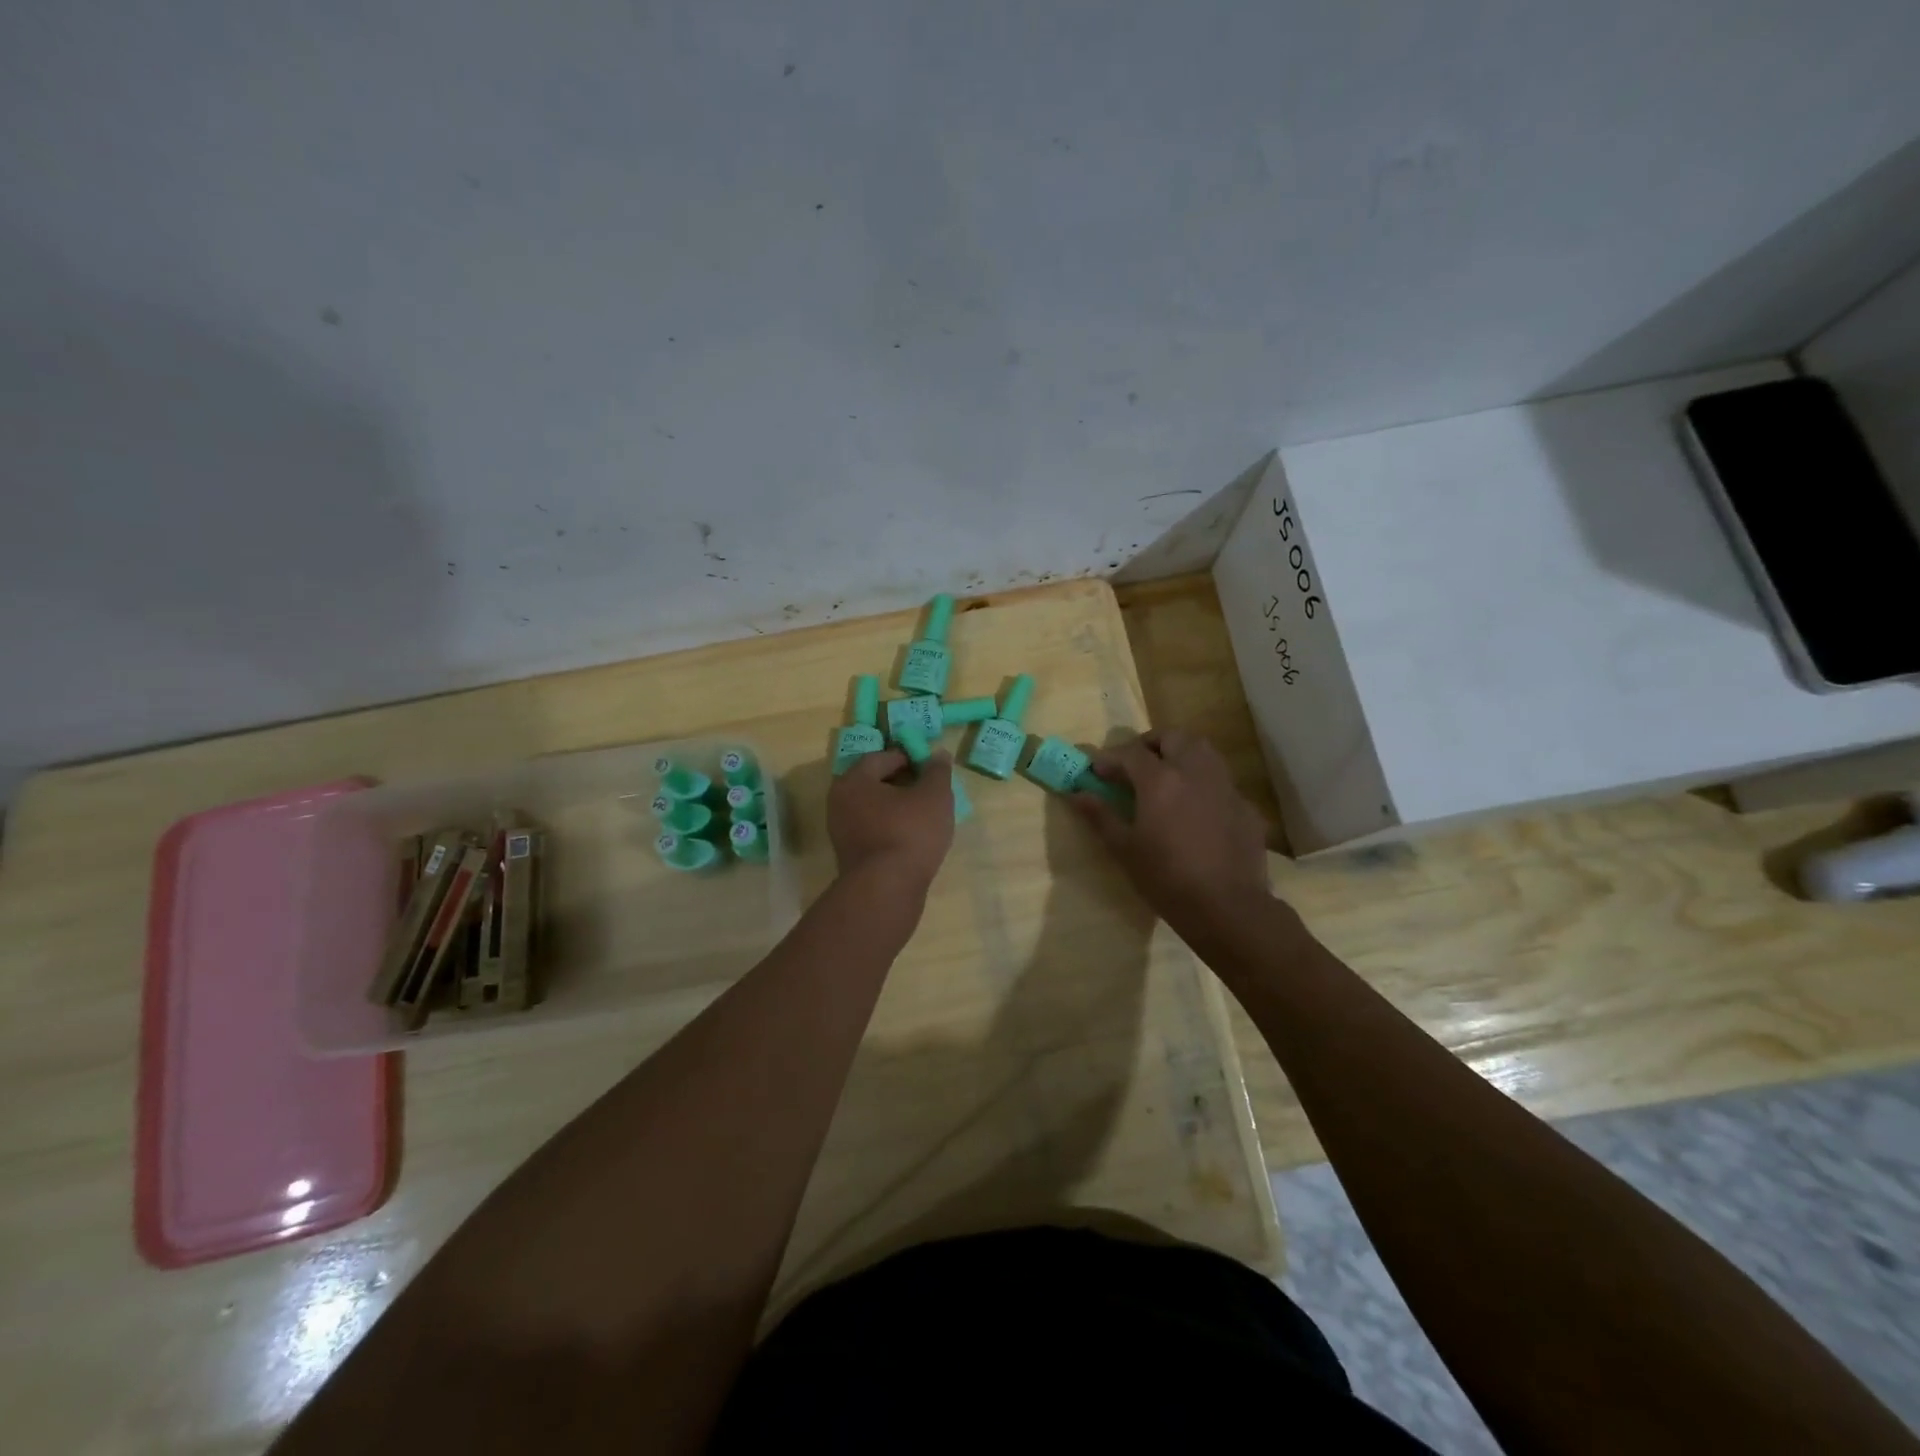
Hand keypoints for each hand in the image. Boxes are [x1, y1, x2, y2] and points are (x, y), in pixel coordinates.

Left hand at [827, 748, 955, 890]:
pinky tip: (912, 838)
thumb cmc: (910, 832)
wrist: (887, 890)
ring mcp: (841, 831)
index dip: (908, 758)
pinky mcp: (849, 855)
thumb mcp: (934, 796)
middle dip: (902, 783)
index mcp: (854, 780)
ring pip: (873, 809)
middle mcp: (839, 802)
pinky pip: (872, 831)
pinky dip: (890, 829)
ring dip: (897, 808)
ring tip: (925, 815)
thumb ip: (937, 771)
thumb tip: (938, 754)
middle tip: (929, 790)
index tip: (930, 768)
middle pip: (874, 783)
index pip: (881, 758)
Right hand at [1069, 730, 1270, 933]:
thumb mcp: (1124, 848)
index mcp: (1161, 780)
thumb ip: (1100, 815)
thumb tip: (1075, 794)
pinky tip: (1196, 811)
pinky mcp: (1246, 808)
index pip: (1130, 753)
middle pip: (1174, 738)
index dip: (1110, 759)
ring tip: (1166, 780)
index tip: (1096, 771)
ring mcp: (1226, 788)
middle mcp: (1196, 772)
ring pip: (1204, 752)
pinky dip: (1203, 786)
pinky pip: (1221, 784)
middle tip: (1135, 766)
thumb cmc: (1166, 878)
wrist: (1226, 908)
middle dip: (1151, 745)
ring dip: (1181, 756)